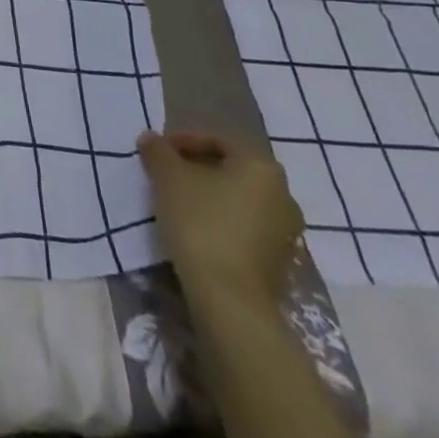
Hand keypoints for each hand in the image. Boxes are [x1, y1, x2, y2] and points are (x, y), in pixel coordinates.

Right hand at [139, 129, 302, 313]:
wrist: (230, 298)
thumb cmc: (201, 222)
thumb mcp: (168, 176)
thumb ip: (158, 151)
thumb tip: (151, 139)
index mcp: (261, 166)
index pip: (218, 140)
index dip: (182, 140)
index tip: (158, 151)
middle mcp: (283, 194)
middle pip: (232, 168)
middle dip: (197, 167)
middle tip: (166, 173)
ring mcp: (286, 231)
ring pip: (239, 198)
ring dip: (209, 194)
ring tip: (177, 201)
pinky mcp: (280, 261)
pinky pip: (246, 226)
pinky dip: (221, 220)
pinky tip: (196, 228)